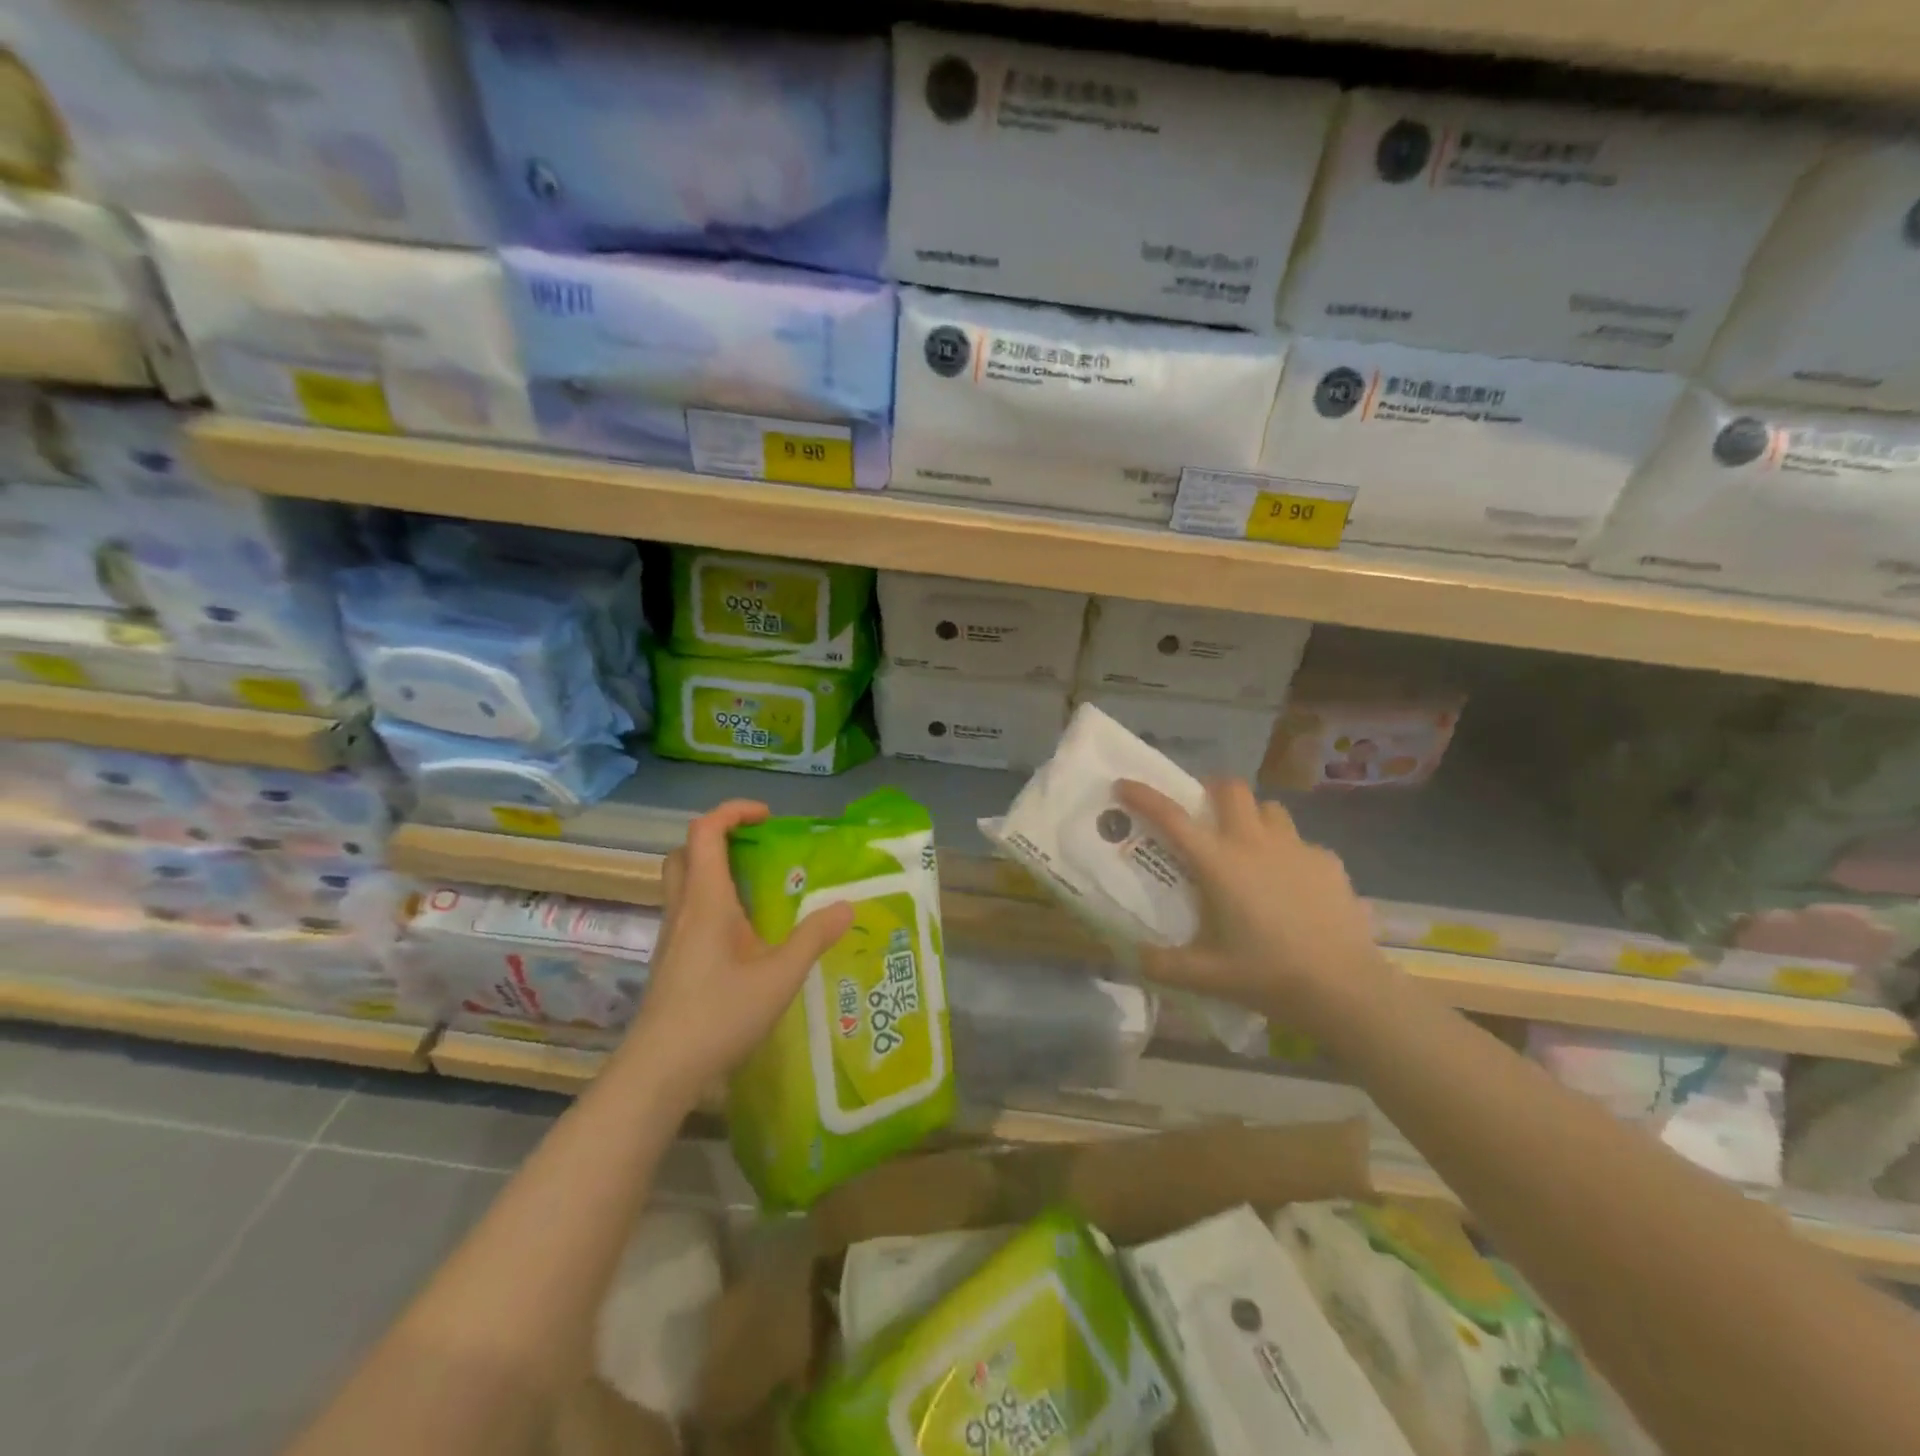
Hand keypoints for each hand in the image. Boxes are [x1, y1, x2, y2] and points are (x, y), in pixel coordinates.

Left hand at [621, 800, 852, 1104]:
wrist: (659, 1071)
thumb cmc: (719, 1016)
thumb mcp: (779, 977)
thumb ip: (814, 937)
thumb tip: (846, 905)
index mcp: (706, 900)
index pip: (706, 831)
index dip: (733, 811)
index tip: (767, 817)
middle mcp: (683, 909)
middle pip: (686, 852)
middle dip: (719, 838)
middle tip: (756, 849)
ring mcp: (671, 936)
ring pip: (682, 882)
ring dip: (713, 869)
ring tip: (756, 889)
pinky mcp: (669, 960)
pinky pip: (686, 911)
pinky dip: (711, 901)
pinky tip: (742, 934)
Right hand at [1115, 778, 1393, 1034]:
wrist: (1345, 989)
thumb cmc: (1268, 975)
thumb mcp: (1206, 977)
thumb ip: (1162, 965)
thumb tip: (1133, 957)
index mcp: (1219, 863)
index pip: (1172, 817)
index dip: (1144, 796)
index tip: (1125, 784)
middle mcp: (1255, 843)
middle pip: (1231, 789)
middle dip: (1212, 790)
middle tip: (1203, 813)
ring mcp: (1297, 849)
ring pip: (1269, 810)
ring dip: (1253, 818)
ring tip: (1249, 847)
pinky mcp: (1329, 863)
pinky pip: (1301, 843)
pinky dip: (1289, 853)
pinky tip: (1292, 884)